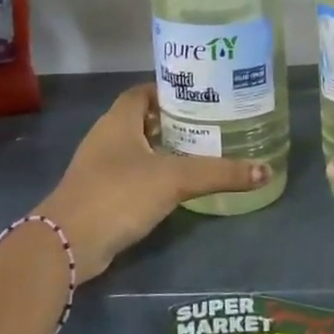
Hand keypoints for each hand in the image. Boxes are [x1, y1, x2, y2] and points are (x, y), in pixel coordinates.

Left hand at [32, 85, 268, 280]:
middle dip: (172, 120)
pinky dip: (151, 175)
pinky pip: (130, 175)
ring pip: (135, 148)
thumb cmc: (119, 193)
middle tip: (208, 124)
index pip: (144, 91)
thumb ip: (219, 173)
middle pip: (141, 118)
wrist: (68, 243)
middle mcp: (105, 137)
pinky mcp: (98, 195)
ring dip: (162, 149)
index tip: (200, 95)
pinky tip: (174, 186)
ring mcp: (98, 167)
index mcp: (118, 120)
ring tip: (198, 152)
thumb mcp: (175, 179)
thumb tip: (265, 170)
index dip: (169, 90)